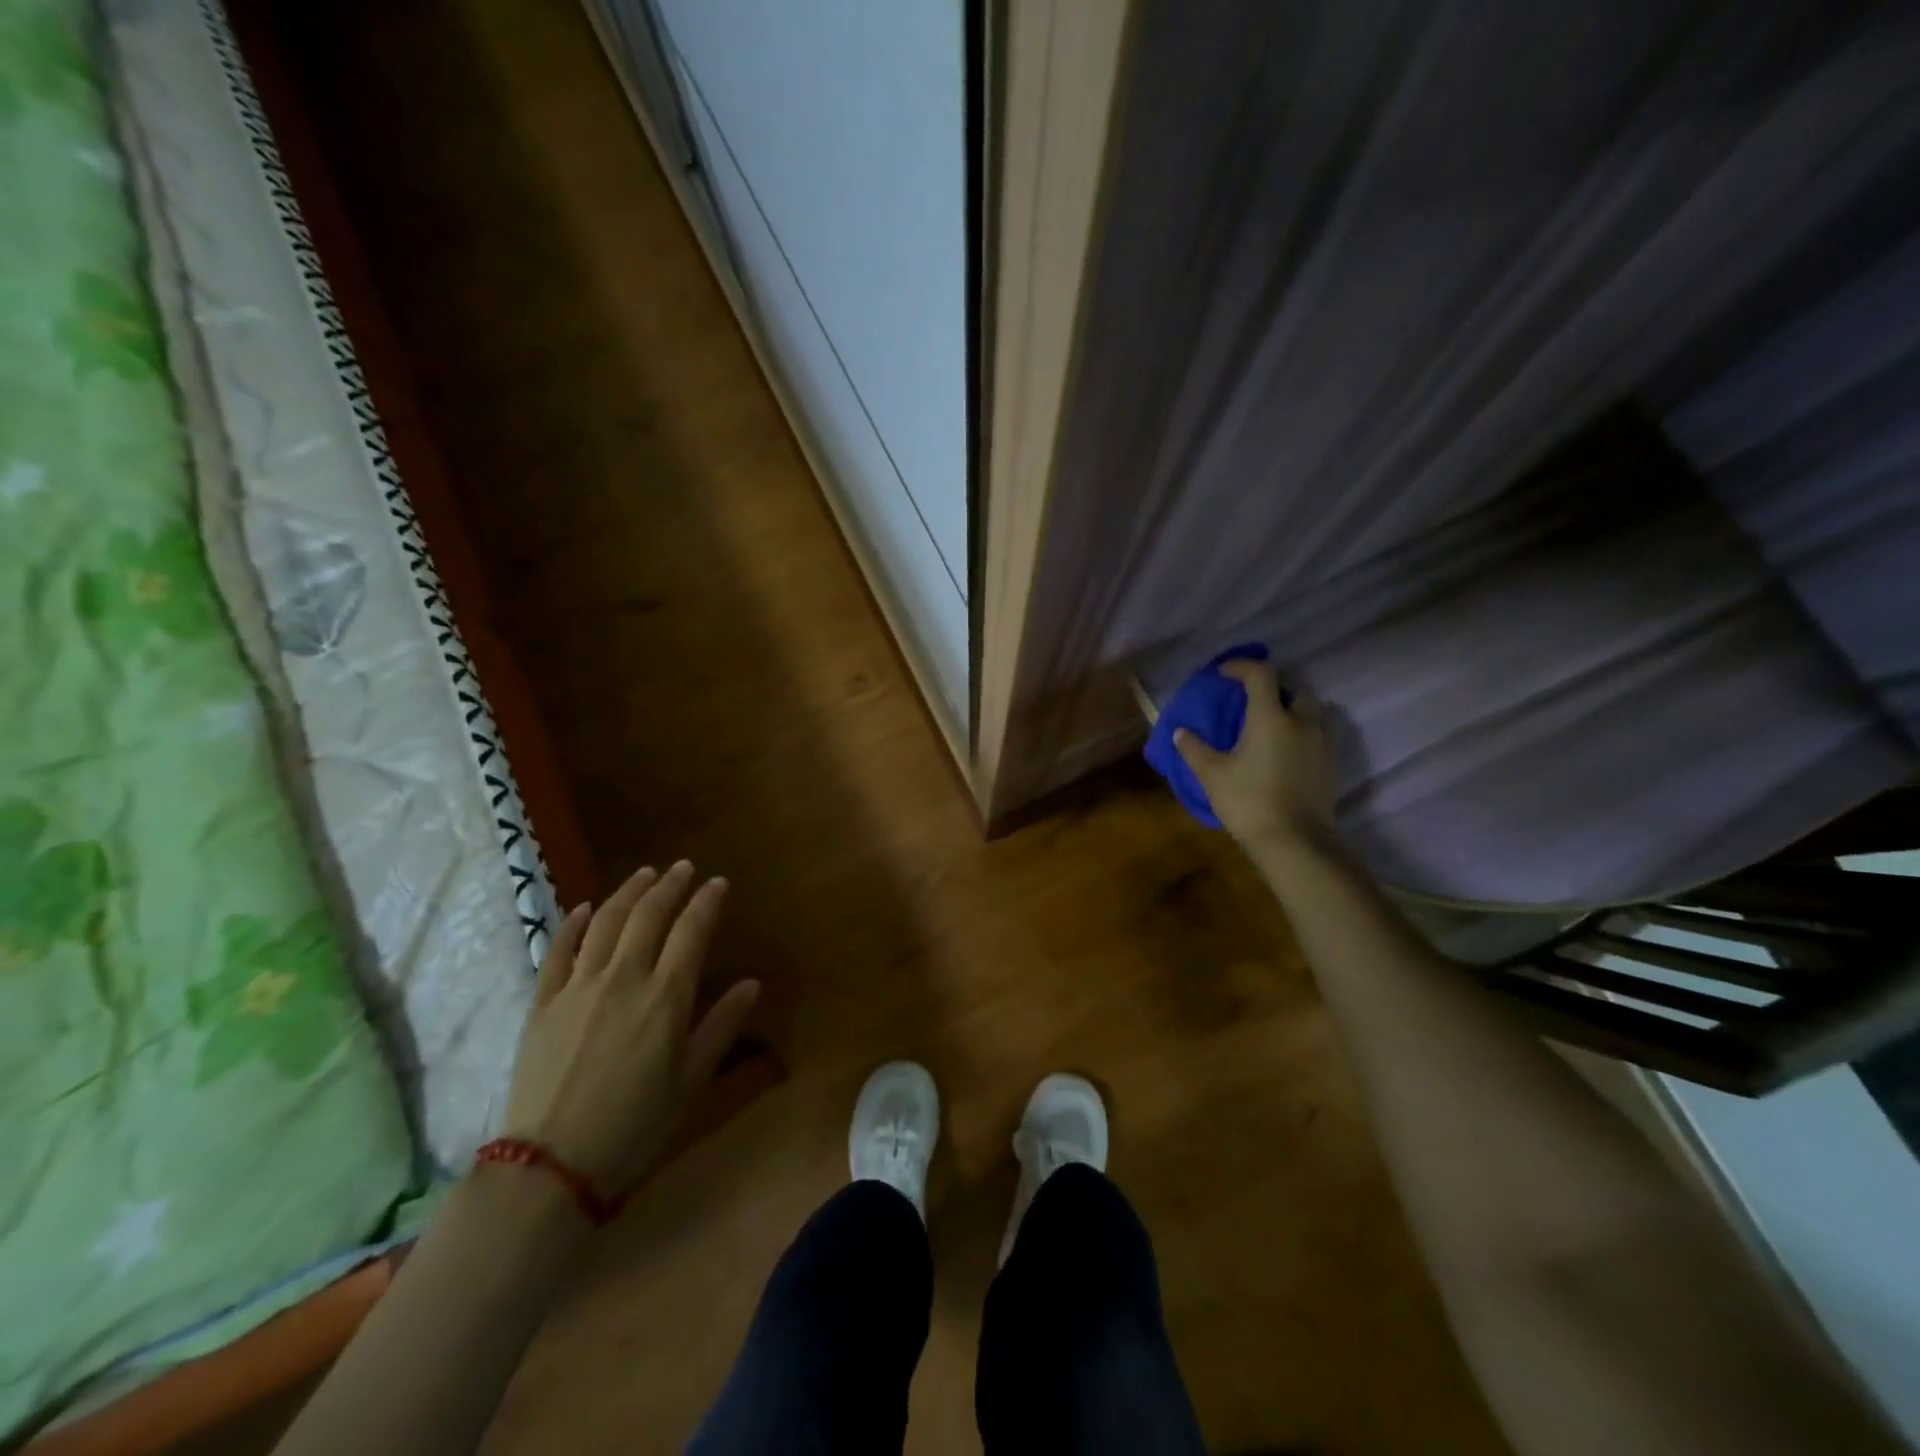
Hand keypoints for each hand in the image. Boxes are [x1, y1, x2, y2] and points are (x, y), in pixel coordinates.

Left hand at [501, 861, 760, 1197]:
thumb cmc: (636, 1126)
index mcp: (665, 997)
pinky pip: (558, 951)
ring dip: (628, 892)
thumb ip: (722, 1025)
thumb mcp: (692, 1080)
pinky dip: (573, 923)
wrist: (551, 1166)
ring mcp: (578, 987)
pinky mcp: (543, 1003)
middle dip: (670, 885)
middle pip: (648, 915)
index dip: (707, 902)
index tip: (718, 883)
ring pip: (605, 922)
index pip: (691, 931)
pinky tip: (584, 907)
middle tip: (684, 868)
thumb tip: (752, 984)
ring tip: (646, 874)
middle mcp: (623, 978)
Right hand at [1174, 658, 1334, 849]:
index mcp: (1270, 717)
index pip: (1260, 674)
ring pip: (1311, 712)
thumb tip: (1181, 732)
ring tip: (1270, 725)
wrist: (1296, 842)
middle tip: (1251, 701)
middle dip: (1273, 688)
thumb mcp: (1212, 775)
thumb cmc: (1249, 802)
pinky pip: (1318, 734)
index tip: (1223, 673)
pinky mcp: (1330, 765)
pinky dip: (1302, 732)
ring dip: (1291, 709)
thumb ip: (1194, 749)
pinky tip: (1285, 751)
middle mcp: (1301, 722)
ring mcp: (1321, 743)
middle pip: (1293, 689)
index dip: (1241, 667)